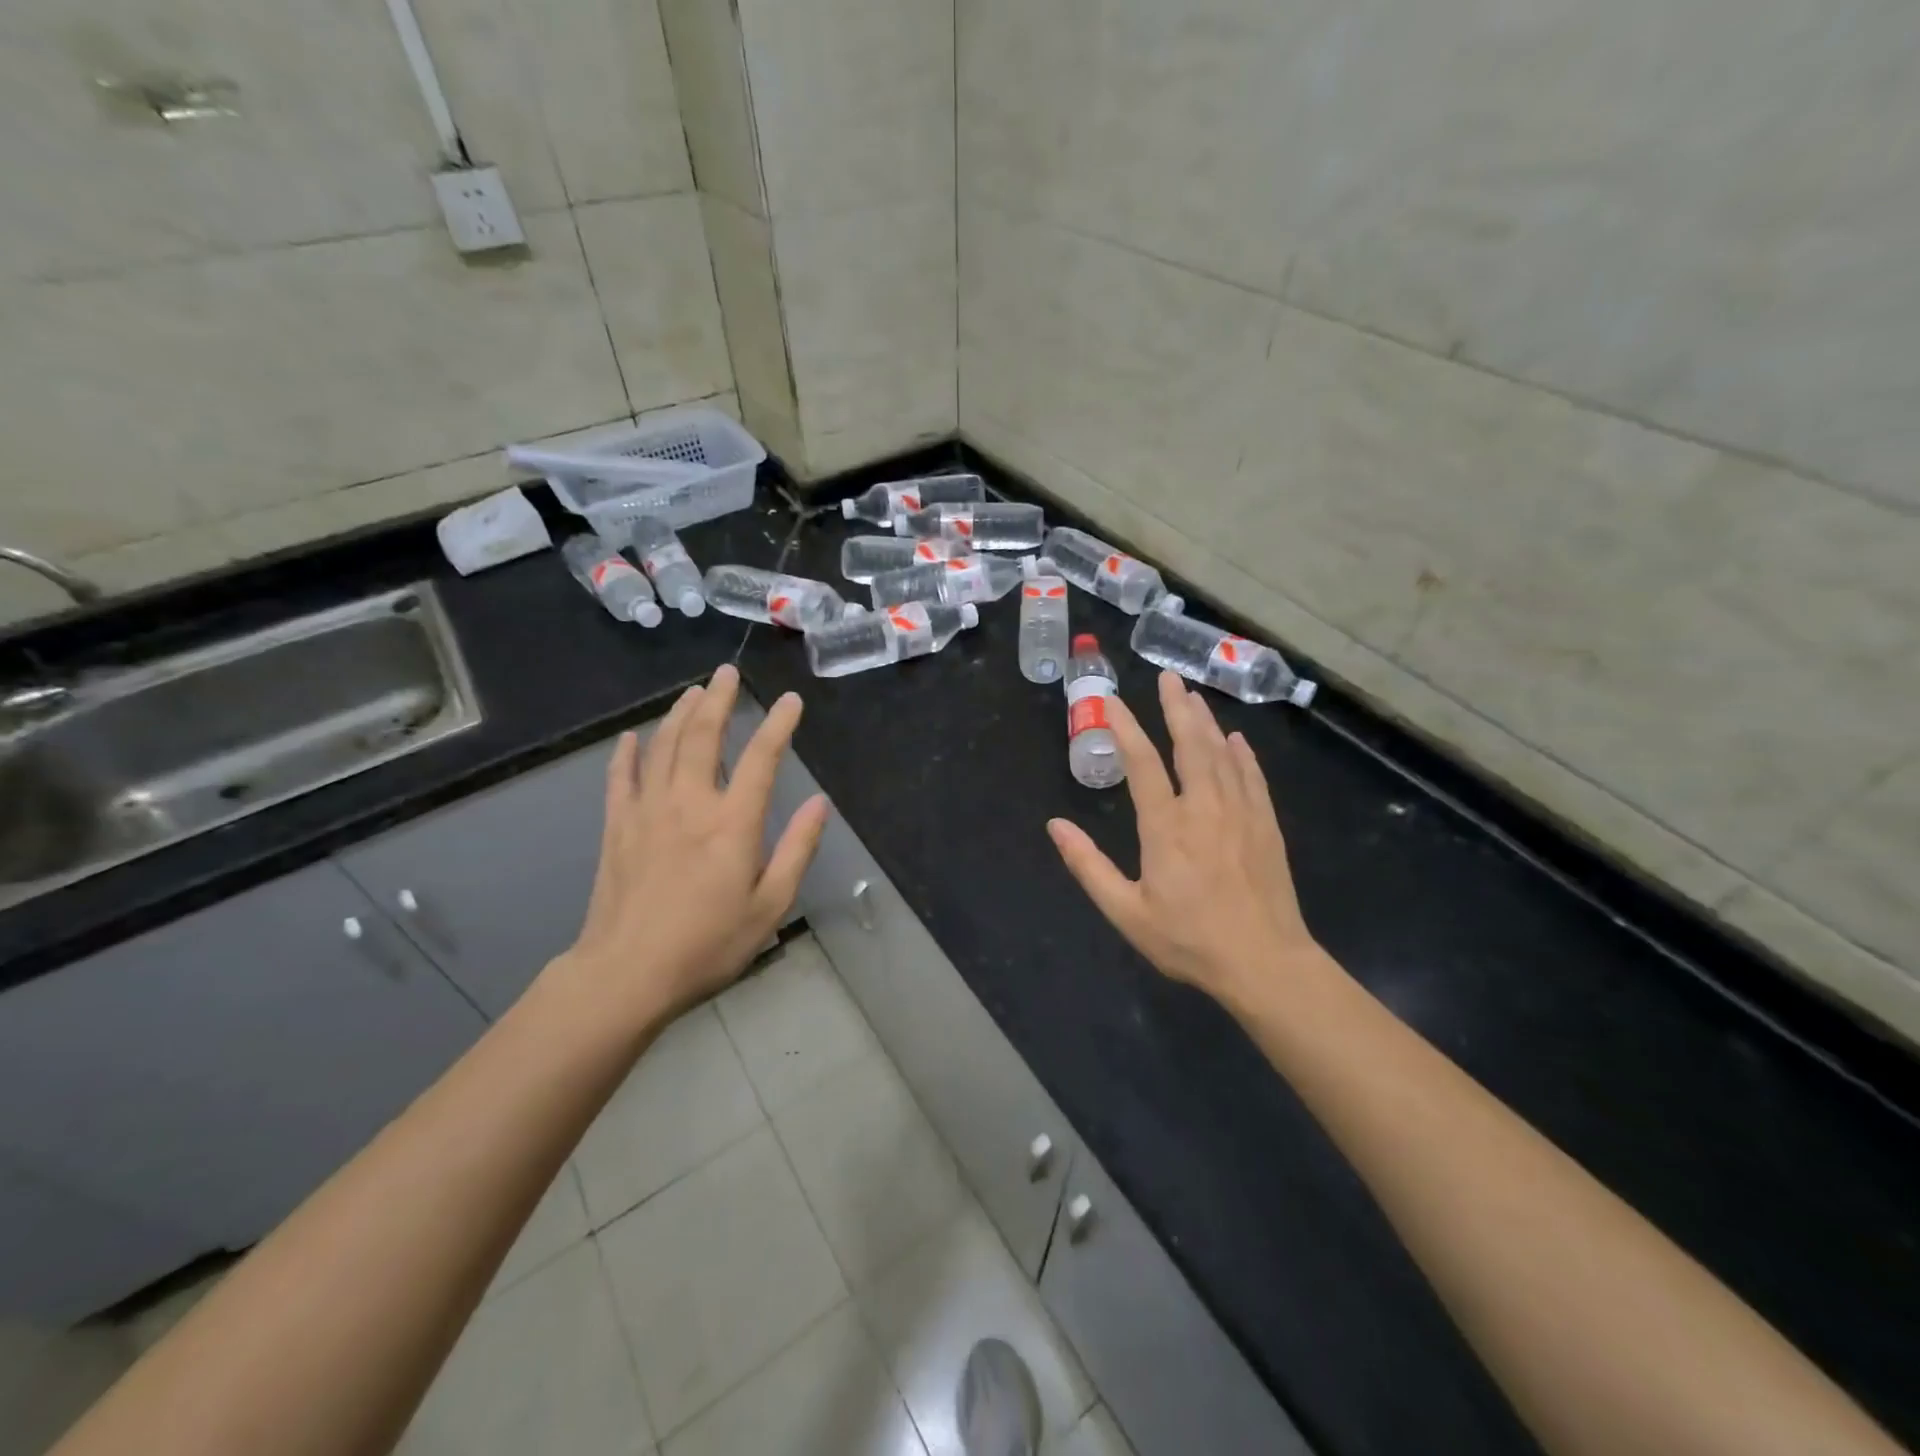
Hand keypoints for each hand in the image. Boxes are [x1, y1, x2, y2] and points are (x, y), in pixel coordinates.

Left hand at [555, 664, 827, 1028]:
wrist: (626, 974)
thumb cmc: (707, 945)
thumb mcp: (769, 906)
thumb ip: (796, 850)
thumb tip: (820, 803)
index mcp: (732, 823)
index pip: (762, 759)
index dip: (778, 725)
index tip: (790, 701)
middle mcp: (689, 803)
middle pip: (704, 736)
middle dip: (719, 699)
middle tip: (727, 672)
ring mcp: (647, 811)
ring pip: (663, 746)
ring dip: (679, 714)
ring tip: (693, 692)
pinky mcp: (617, 827)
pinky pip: (621, 777)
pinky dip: (627, 753)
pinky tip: (632, 737)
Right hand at [1048, 672, 1321, 1008]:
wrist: (1265, 963)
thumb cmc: (1189, 939)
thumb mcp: (1126, 911)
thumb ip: (1088, 866)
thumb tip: (1055, 825)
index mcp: (1166, 826)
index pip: (1142, 763)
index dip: (1125, 728)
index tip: (1112, 702)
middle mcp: (1204, 808)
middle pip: (1190, 745)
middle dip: (1176, 708)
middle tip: (1168, 678)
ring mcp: (1240, 814)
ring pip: (1222, 755)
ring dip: (1206, 722)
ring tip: (1193, 696)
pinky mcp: (1266, 827)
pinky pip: (1252, 778)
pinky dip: (1243, 755)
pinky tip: (1237, 740)